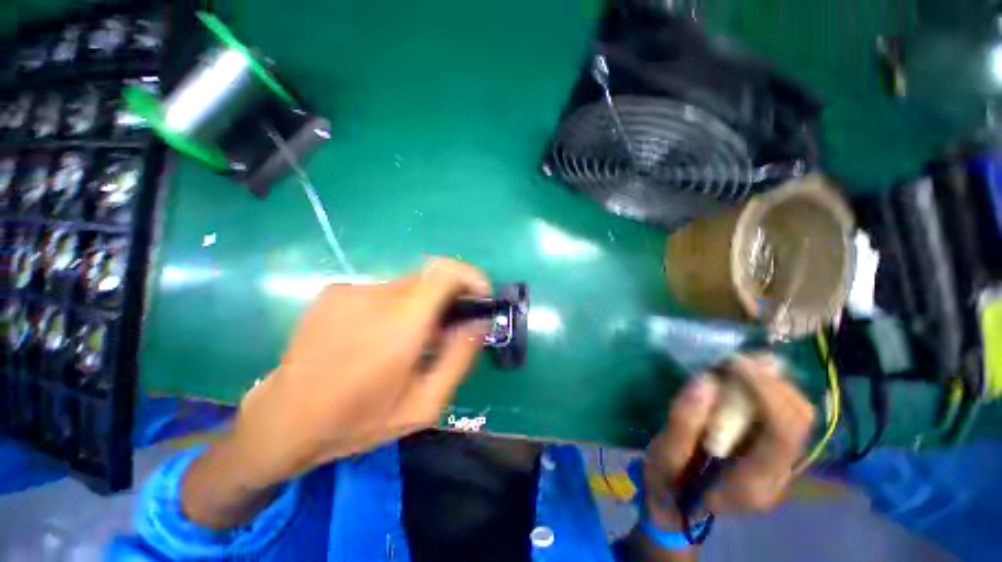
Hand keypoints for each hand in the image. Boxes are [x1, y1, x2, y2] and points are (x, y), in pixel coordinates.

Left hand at [227, 257, 490, 487]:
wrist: (281, 421)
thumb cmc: (357, 421)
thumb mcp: (424, 404)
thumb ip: (459, 357)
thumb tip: (480, 322)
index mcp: (400, 324)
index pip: (445, 272)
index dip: (469, 276)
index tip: (479, 296)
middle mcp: (375, 296)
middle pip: (429, 276)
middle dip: (448, 296)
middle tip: (446, 329)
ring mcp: (350, 290)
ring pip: (407, 284)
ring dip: (421, 304)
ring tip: (408, 340)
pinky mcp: (334, 291)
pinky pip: (382, 290)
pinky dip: (395, 306)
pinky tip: (377, 337)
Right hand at [643, 354, 814, 527]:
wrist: (678, 503)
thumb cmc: (669, 483)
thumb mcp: (664, 457)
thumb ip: (683, 423)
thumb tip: (705, 381)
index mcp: (754, 485)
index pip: (782, 434)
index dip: (766, 392)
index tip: (733, 362)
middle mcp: (779, 475)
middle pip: (799, 419)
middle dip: (771, 381)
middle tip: (734, 359)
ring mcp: (781, 464)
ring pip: (798, 413)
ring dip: (772, 382)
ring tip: (738, 365)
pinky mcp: (773, 450)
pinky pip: (784, 412)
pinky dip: (768, 389)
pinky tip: (744, 379)